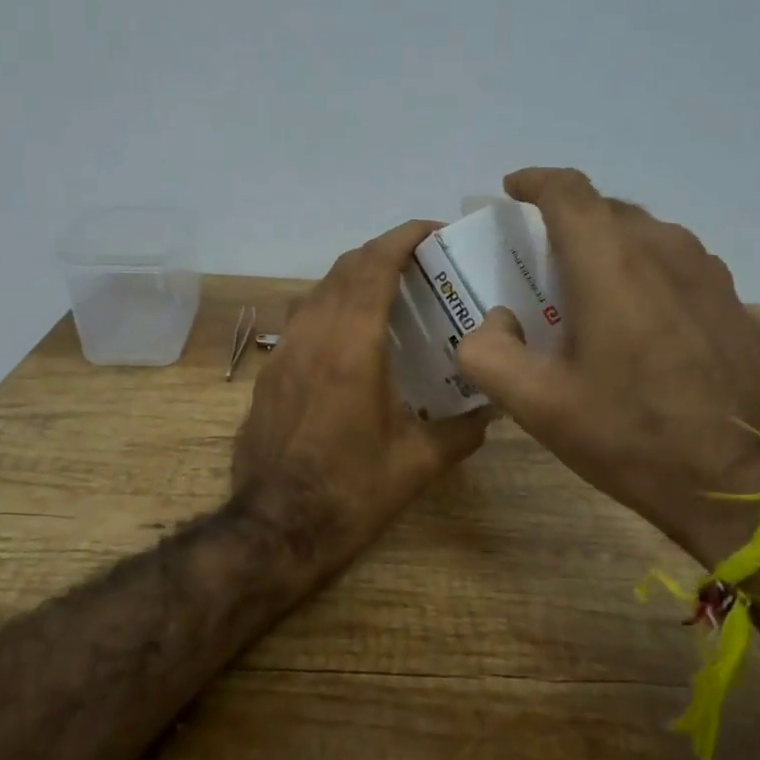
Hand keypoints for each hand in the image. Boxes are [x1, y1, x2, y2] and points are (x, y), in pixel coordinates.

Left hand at [234, 220, 495, 572]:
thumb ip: (461, 432)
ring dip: (353, 279)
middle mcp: (312, 336)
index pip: (373, 266)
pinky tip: (352, 339)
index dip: (402, 237)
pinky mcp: (268, 374)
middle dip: (381, 253)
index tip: (431, 231)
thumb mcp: (417, 464)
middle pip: (343, 269)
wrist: (275, 528)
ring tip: (389, 295)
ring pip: (317, 291)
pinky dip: (331, 309)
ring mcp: (284, 353)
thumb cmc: (350, 492)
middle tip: (419, 265)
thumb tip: (491, 411)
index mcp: (351, 347)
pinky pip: (303, 320)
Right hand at [454, 168, 759, 564]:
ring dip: (605, 246)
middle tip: (536, 258)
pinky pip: (673, 263)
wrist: (748, 483)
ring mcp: (706, 273)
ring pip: (643, 235)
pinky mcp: (731, 301)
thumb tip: (491, 324)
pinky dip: (640, 270)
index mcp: (611, 263)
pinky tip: (634, 318)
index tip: (511, 190)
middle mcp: (663, 250)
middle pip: (605, 210)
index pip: (568, 191)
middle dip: (565, 220)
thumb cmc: (633, 436)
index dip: (535, 181)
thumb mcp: (538, 406)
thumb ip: (488, 355)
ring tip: (583, 288)